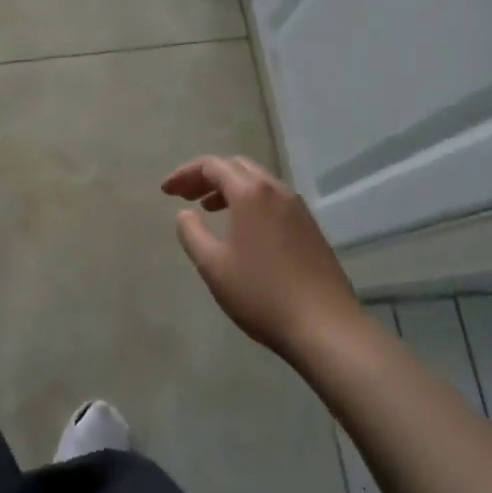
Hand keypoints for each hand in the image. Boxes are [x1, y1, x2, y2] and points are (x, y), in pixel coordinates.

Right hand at [161, 156, 359, 360]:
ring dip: (230, 188)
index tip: (166, 191)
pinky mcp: (311, 228)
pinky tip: (243, 229)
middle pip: (237, 167)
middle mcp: (277, 191)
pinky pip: (274, 200)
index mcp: (251, 193)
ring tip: (209, 209)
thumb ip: (192, 233)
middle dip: (207, 176)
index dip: (185, 174)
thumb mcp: (213, 266)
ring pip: (258, 183)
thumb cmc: (261, 294)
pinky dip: (251, 202)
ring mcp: (298, 209)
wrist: (326, 327)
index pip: (212, 165)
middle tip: (186, 195)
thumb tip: (185, 214)